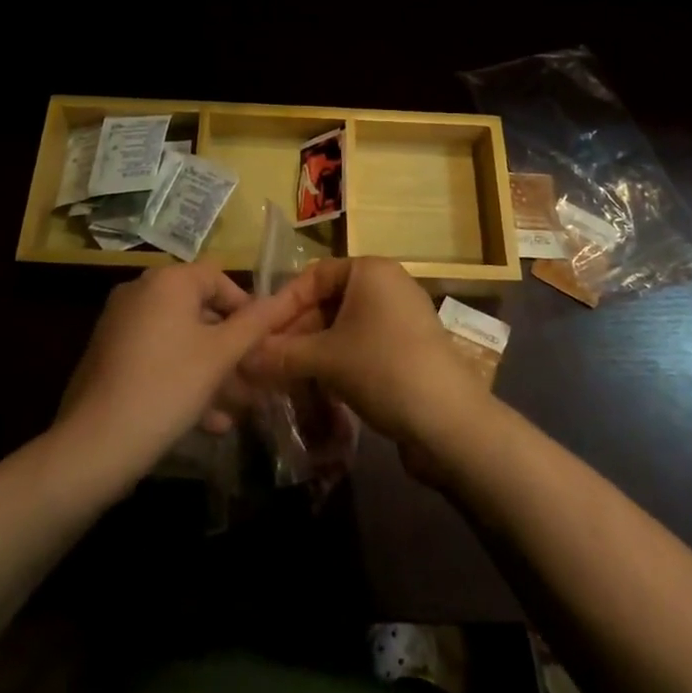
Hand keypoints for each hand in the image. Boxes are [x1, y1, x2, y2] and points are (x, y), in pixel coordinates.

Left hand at [54, 262, 307, 487]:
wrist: (93, 445)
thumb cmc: (167, 387)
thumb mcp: (220, 356)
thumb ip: (253, 324)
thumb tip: (281, 300)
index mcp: (168, 280)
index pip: (219, 278)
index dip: (246, 308)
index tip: (263, 344)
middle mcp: (141, 291)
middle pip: (199, 310)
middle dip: (230, 346)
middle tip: (253, 380)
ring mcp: (120, 323)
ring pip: (179, 339)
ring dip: (210, 369)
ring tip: (236, 408)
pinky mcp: (108, 355)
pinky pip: (156, 356)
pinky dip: (181, 377)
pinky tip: (206, 421)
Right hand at [246, 258, 485, 457]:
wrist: (451, 423)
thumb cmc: (384, 369)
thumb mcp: (326, 360)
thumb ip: (281, 355)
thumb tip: (240, 359)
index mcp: (369, 270)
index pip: (312, 276)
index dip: (282, 305)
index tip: (257, 336)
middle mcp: (386, 285)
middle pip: (327, 302)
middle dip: (295, 333)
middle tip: (265, 364)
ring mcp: (399, 317)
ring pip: (342, 328)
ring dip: (313, 352)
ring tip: (284, 380)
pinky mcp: (407, 349)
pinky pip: (361, 345)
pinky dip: (338, 362)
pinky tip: (317, 388)